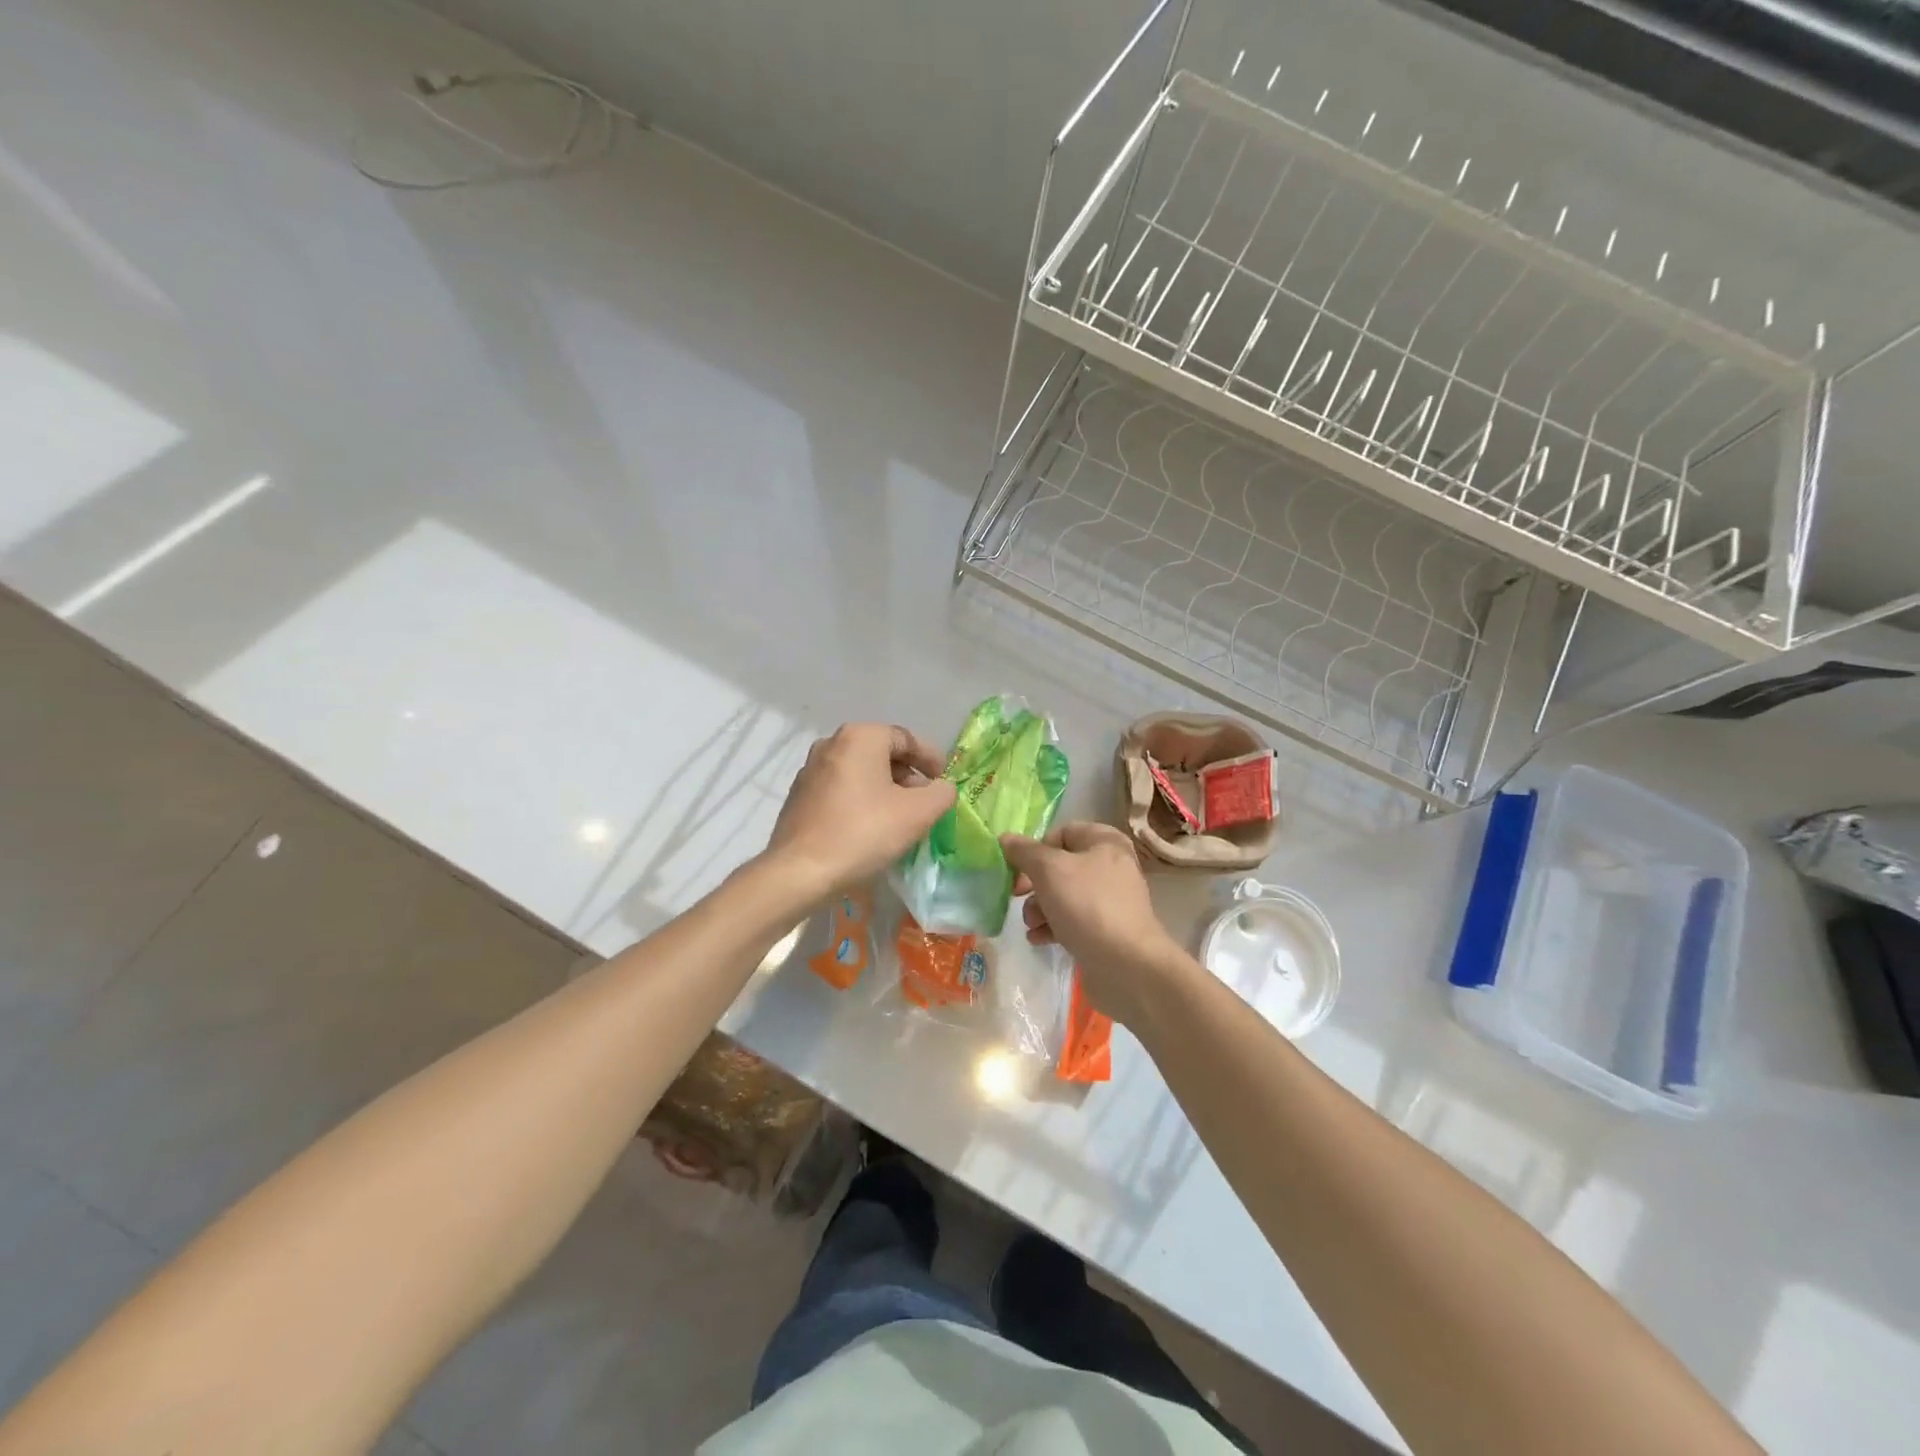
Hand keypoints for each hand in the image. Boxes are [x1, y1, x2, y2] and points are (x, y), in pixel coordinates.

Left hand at [765, 723, 955, 899]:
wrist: (800, 872)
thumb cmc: (864, 833)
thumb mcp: (918, 813)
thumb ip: (941, 793)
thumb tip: (941, 788)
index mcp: (860, 737)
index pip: (906, 738)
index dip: (931, 759)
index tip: (943, 782)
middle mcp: (831, 743)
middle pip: (882, 753)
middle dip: (907, 775)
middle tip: (923, 803)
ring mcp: (810, 770)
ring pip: (860, 772)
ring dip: (884, 789)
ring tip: (899, 818)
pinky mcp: (798, 796)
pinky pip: (840, 789)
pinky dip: (860, 800)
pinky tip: (869, 828)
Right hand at [1000, 822, 1192, 1026]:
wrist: (1127, 966)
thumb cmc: (1087, 905)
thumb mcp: (1049, 870)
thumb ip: (1024, 852)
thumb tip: (1005, 838)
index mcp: (1105, 842)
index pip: (1061, 833)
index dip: (1036, 849)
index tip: (1017, 868)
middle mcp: (1110, 866)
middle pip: (1059, 866)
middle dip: (1034, 883)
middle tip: (1016, 895)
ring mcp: (1109, 900)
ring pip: (1062, 895)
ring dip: (1039, 908)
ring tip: (1032, 924)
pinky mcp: (1105, 929)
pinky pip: (1071, 920)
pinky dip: (1052, 926)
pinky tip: (1039, 939)